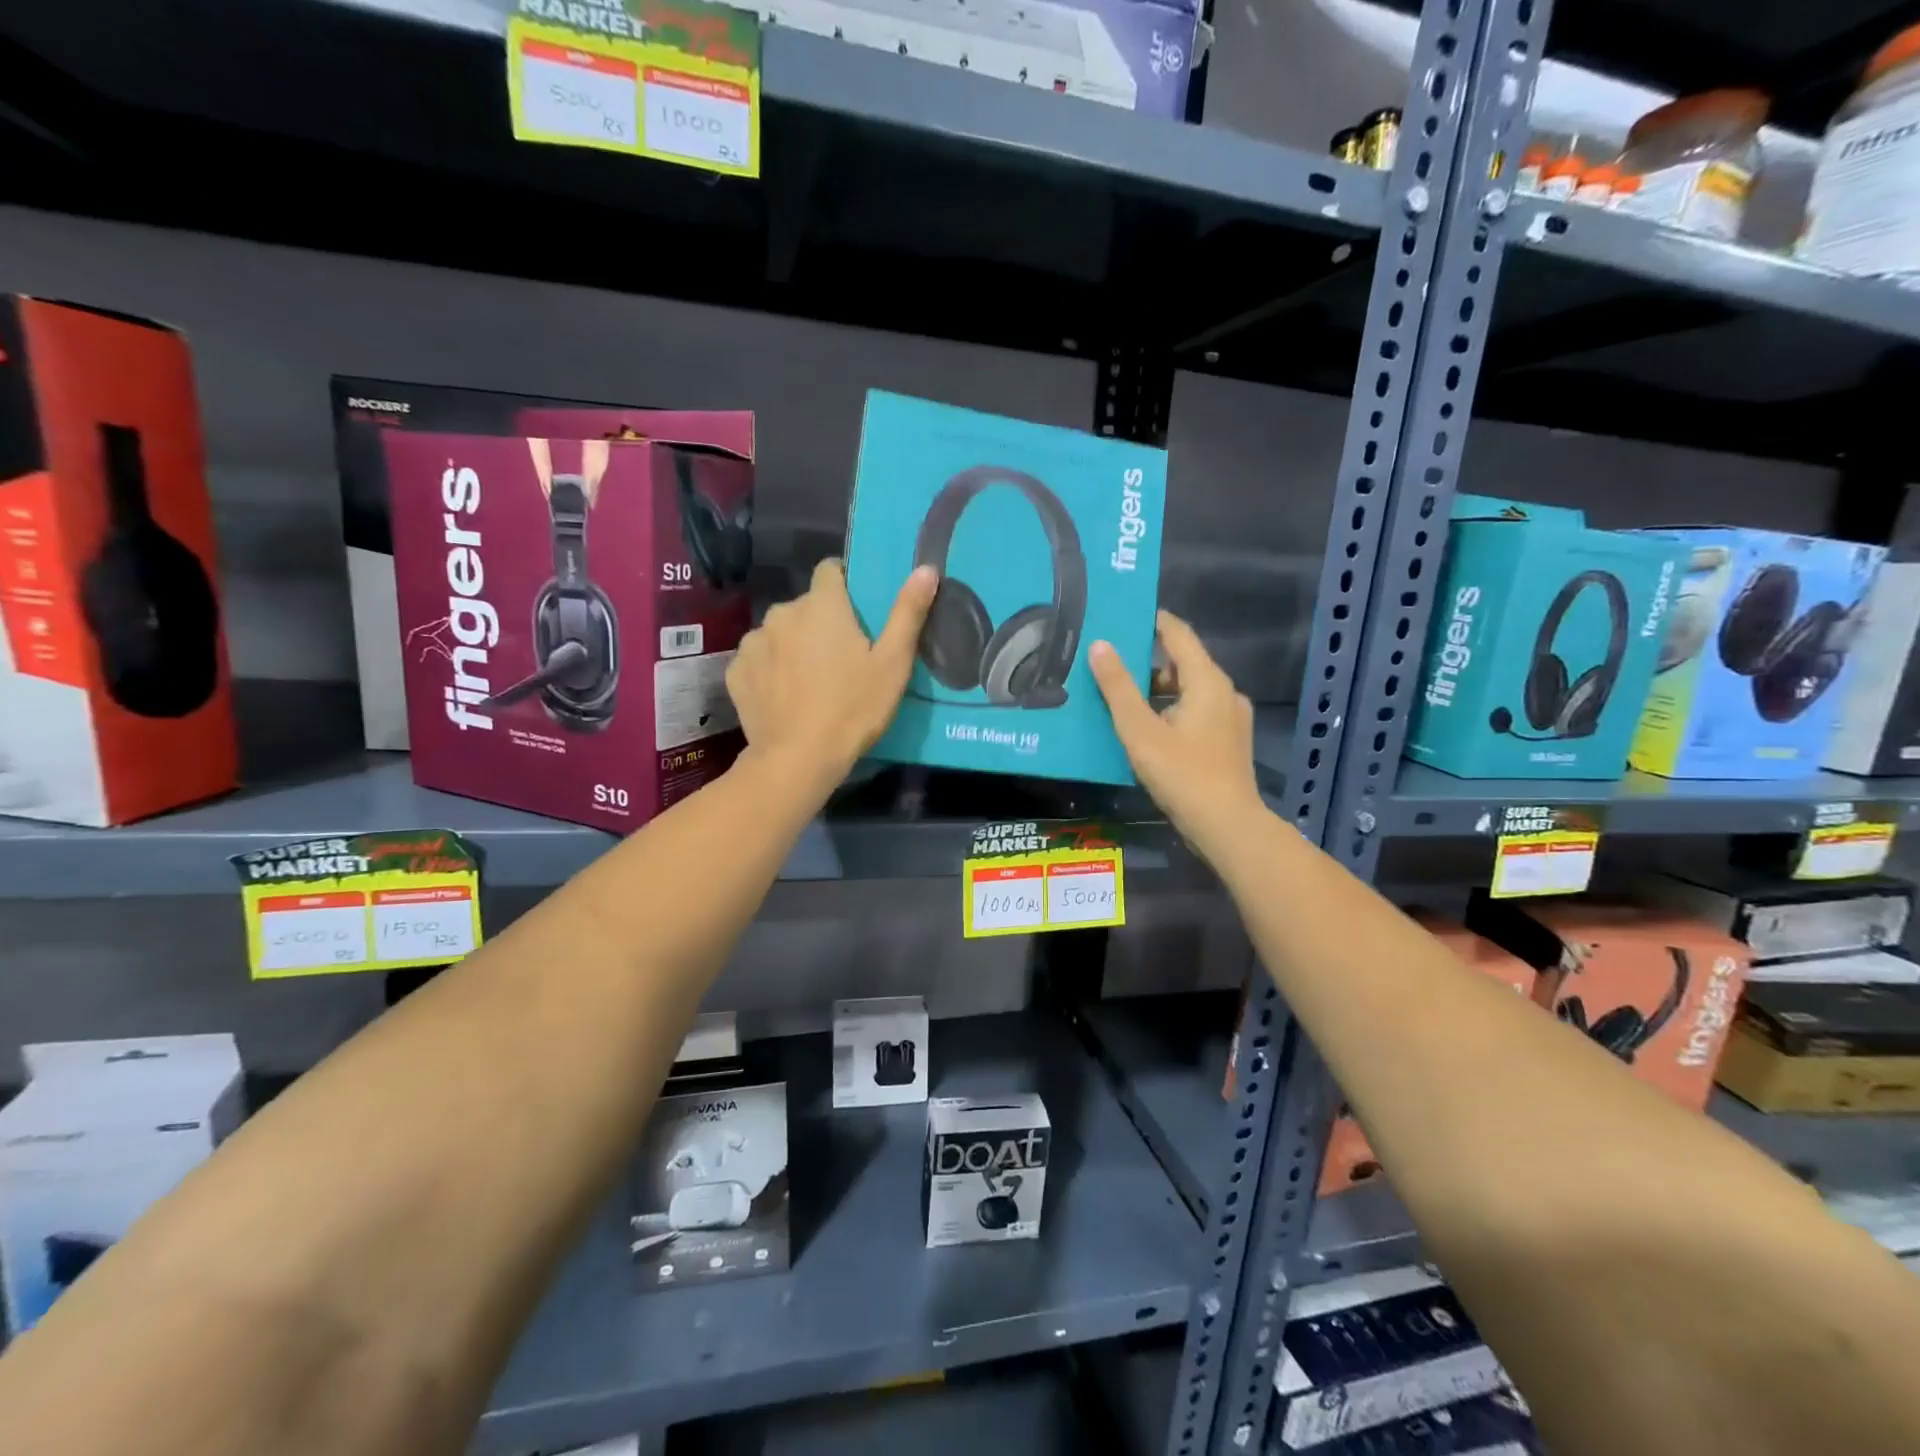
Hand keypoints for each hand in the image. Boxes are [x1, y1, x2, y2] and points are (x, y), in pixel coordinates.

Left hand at [726, 560, 938, 793]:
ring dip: (794, 645)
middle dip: (821, 623)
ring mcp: (754, 642)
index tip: (857, 612)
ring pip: (780, 632)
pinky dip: (770, 670)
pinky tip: (784, 696)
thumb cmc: (853, 709)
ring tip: (810, 681)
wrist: (798, 759)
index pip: (830, 570)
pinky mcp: (736, 671)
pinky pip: (758, 659)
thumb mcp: (893, 663)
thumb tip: (925, 568)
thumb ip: (908, 612)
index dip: (845, 585)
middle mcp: (782, 613)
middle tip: (842, 658)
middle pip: (806, 606)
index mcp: (822, 605)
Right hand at [1089, 611, 1260, 853]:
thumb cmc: (1182, 773)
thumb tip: (1100, 645)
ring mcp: (1230, 719)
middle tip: (1110, 661)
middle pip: (1183, 663)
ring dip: (1157, 690)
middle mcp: (1224, 692)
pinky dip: (1170, 711)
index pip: (1178, 634)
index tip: (1125, 615)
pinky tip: (1146, 729)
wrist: (1227, 826)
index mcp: (1206, 681)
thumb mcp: (1140, 730)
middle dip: (1147, 660)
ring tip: (1120, 697)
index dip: (1153, 621)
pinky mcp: (1228, 742)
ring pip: (1188, 691)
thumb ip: (1118, 687)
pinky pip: (1195, 712)